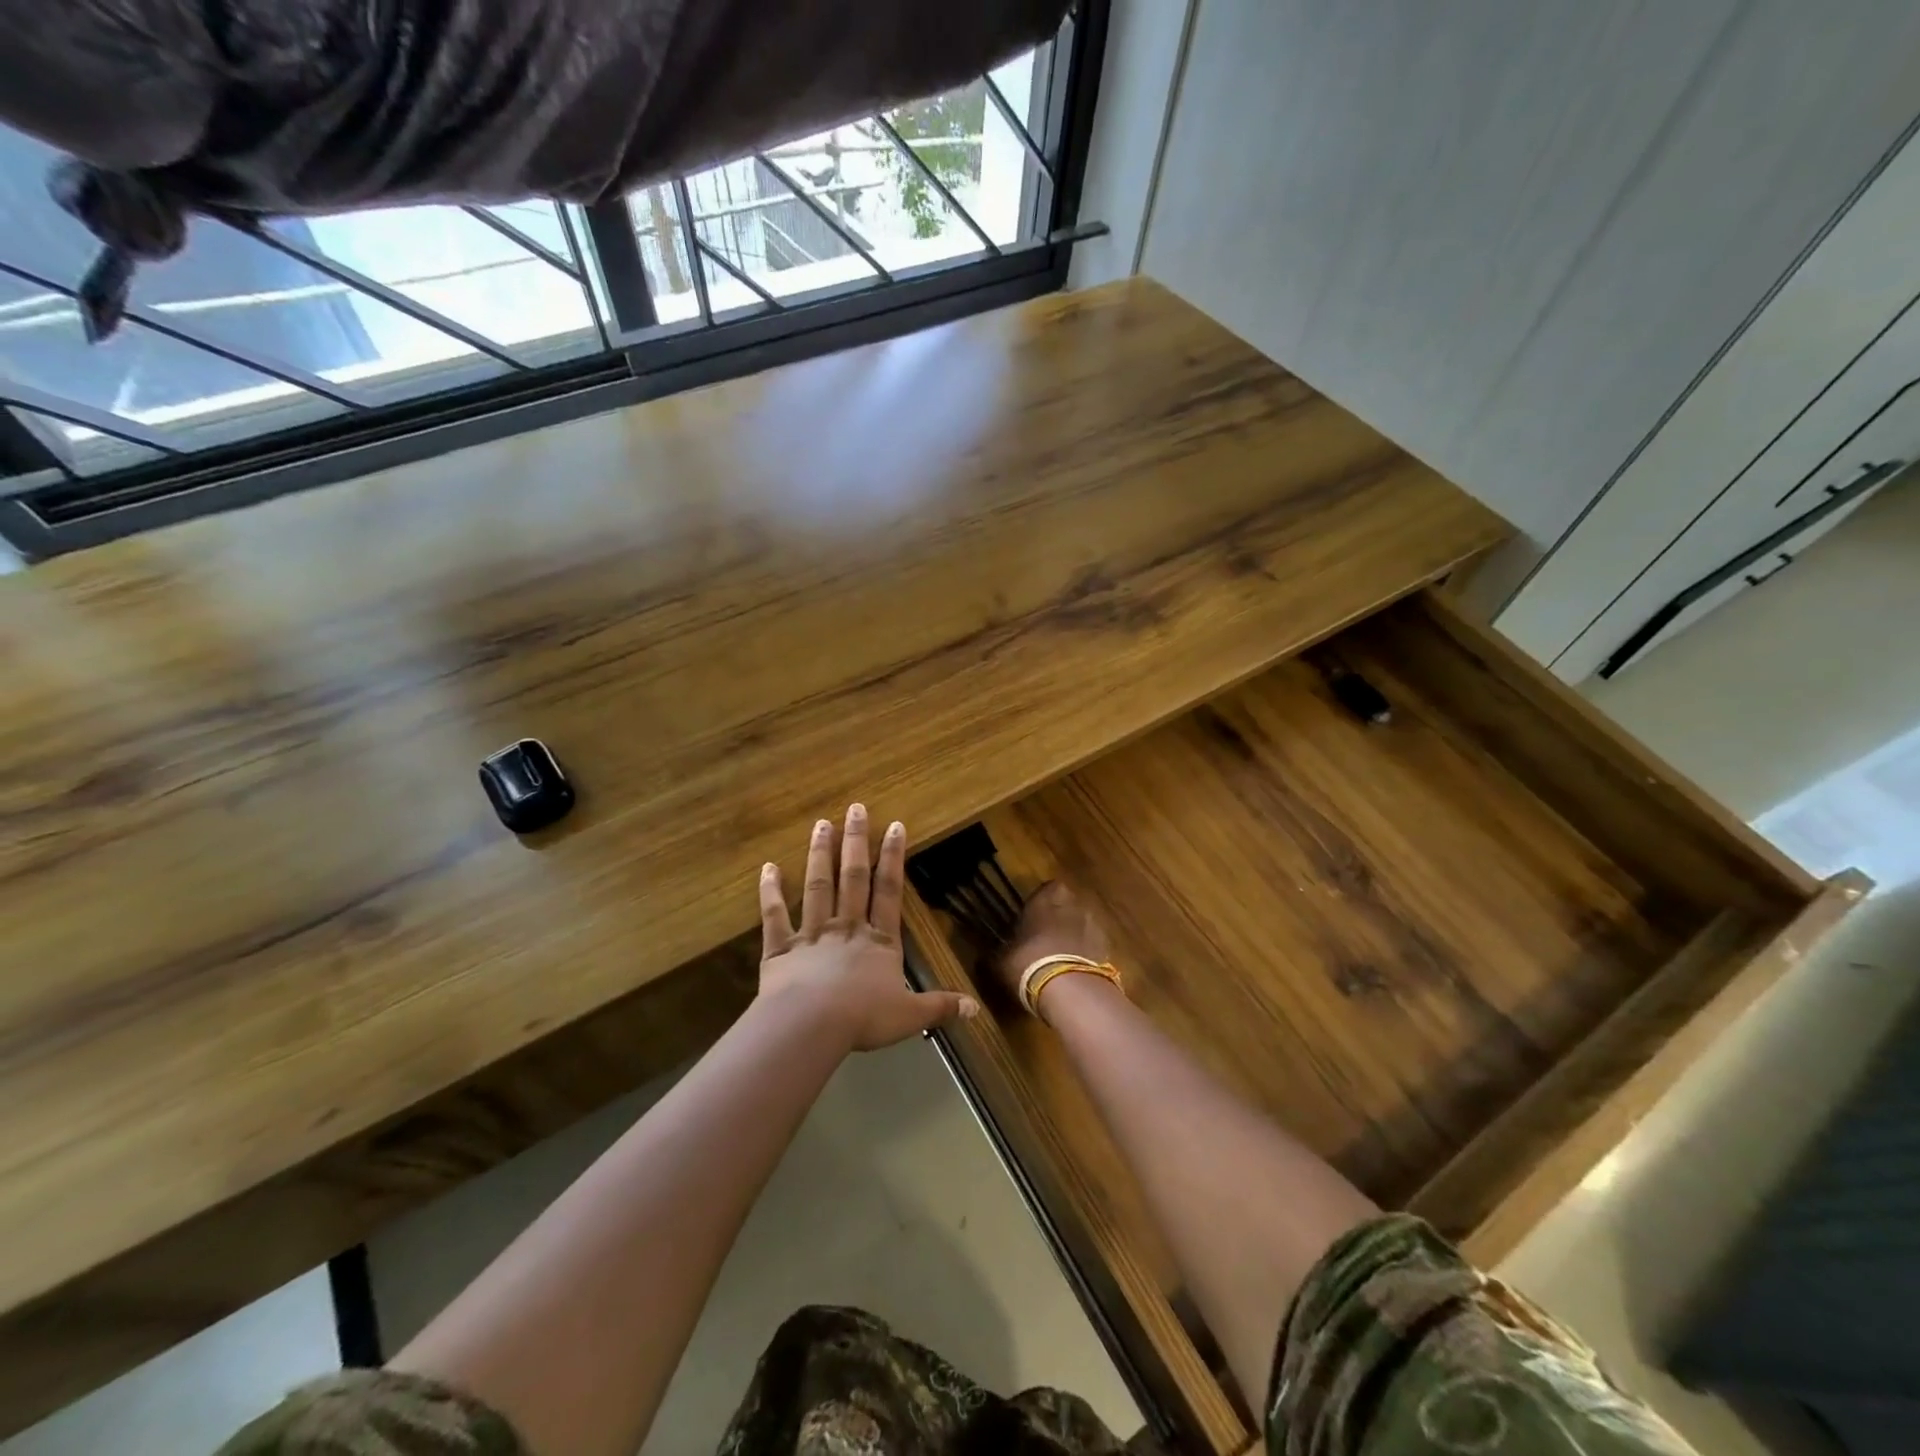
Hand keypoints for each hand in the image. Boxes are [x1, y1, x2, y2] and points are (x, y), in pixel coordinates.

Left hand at [759, 805, 977, 1050]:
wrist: (811, 1025)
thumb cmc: (863, 1018)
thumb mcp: (910, 1015)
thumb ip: (940, 1007)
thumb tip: (975, 1008)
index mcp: (879, 941)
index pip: (889, 891)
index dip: (893, 858)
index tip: (894, 826)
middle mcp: (846, 928)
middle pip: (853, 878)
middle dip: (856, 843)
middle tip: (855, 809)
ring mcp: (812, 935)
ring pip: (817, 887)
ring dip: (820, 855)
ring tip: (821, 825)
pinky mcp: (781, 949)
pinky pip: (775, 917)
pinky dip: (770, 893)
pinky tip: (767, 869)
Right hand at [994, 881, 1113, 1012]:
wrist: (1069, 989)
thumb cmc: (1028, 962)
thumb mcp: (1001, 959)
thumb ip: (997, 951)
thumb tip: (986, 954)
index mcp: (1046, 898)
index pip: (1046, 889)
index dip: (1040, 904)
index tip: (1031, 919)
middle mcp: (1073, 903)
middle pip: (1067, 905)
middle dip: (1059, 918)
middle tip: (1046, 939)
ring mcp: (1094, 925)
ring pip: (1082, 925)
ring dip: (1074, 936)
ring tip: (1061, 960)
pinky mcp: (1107, 947)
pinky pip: (1093, 946)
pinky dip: (1086, 955)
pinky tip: (1074, 973)